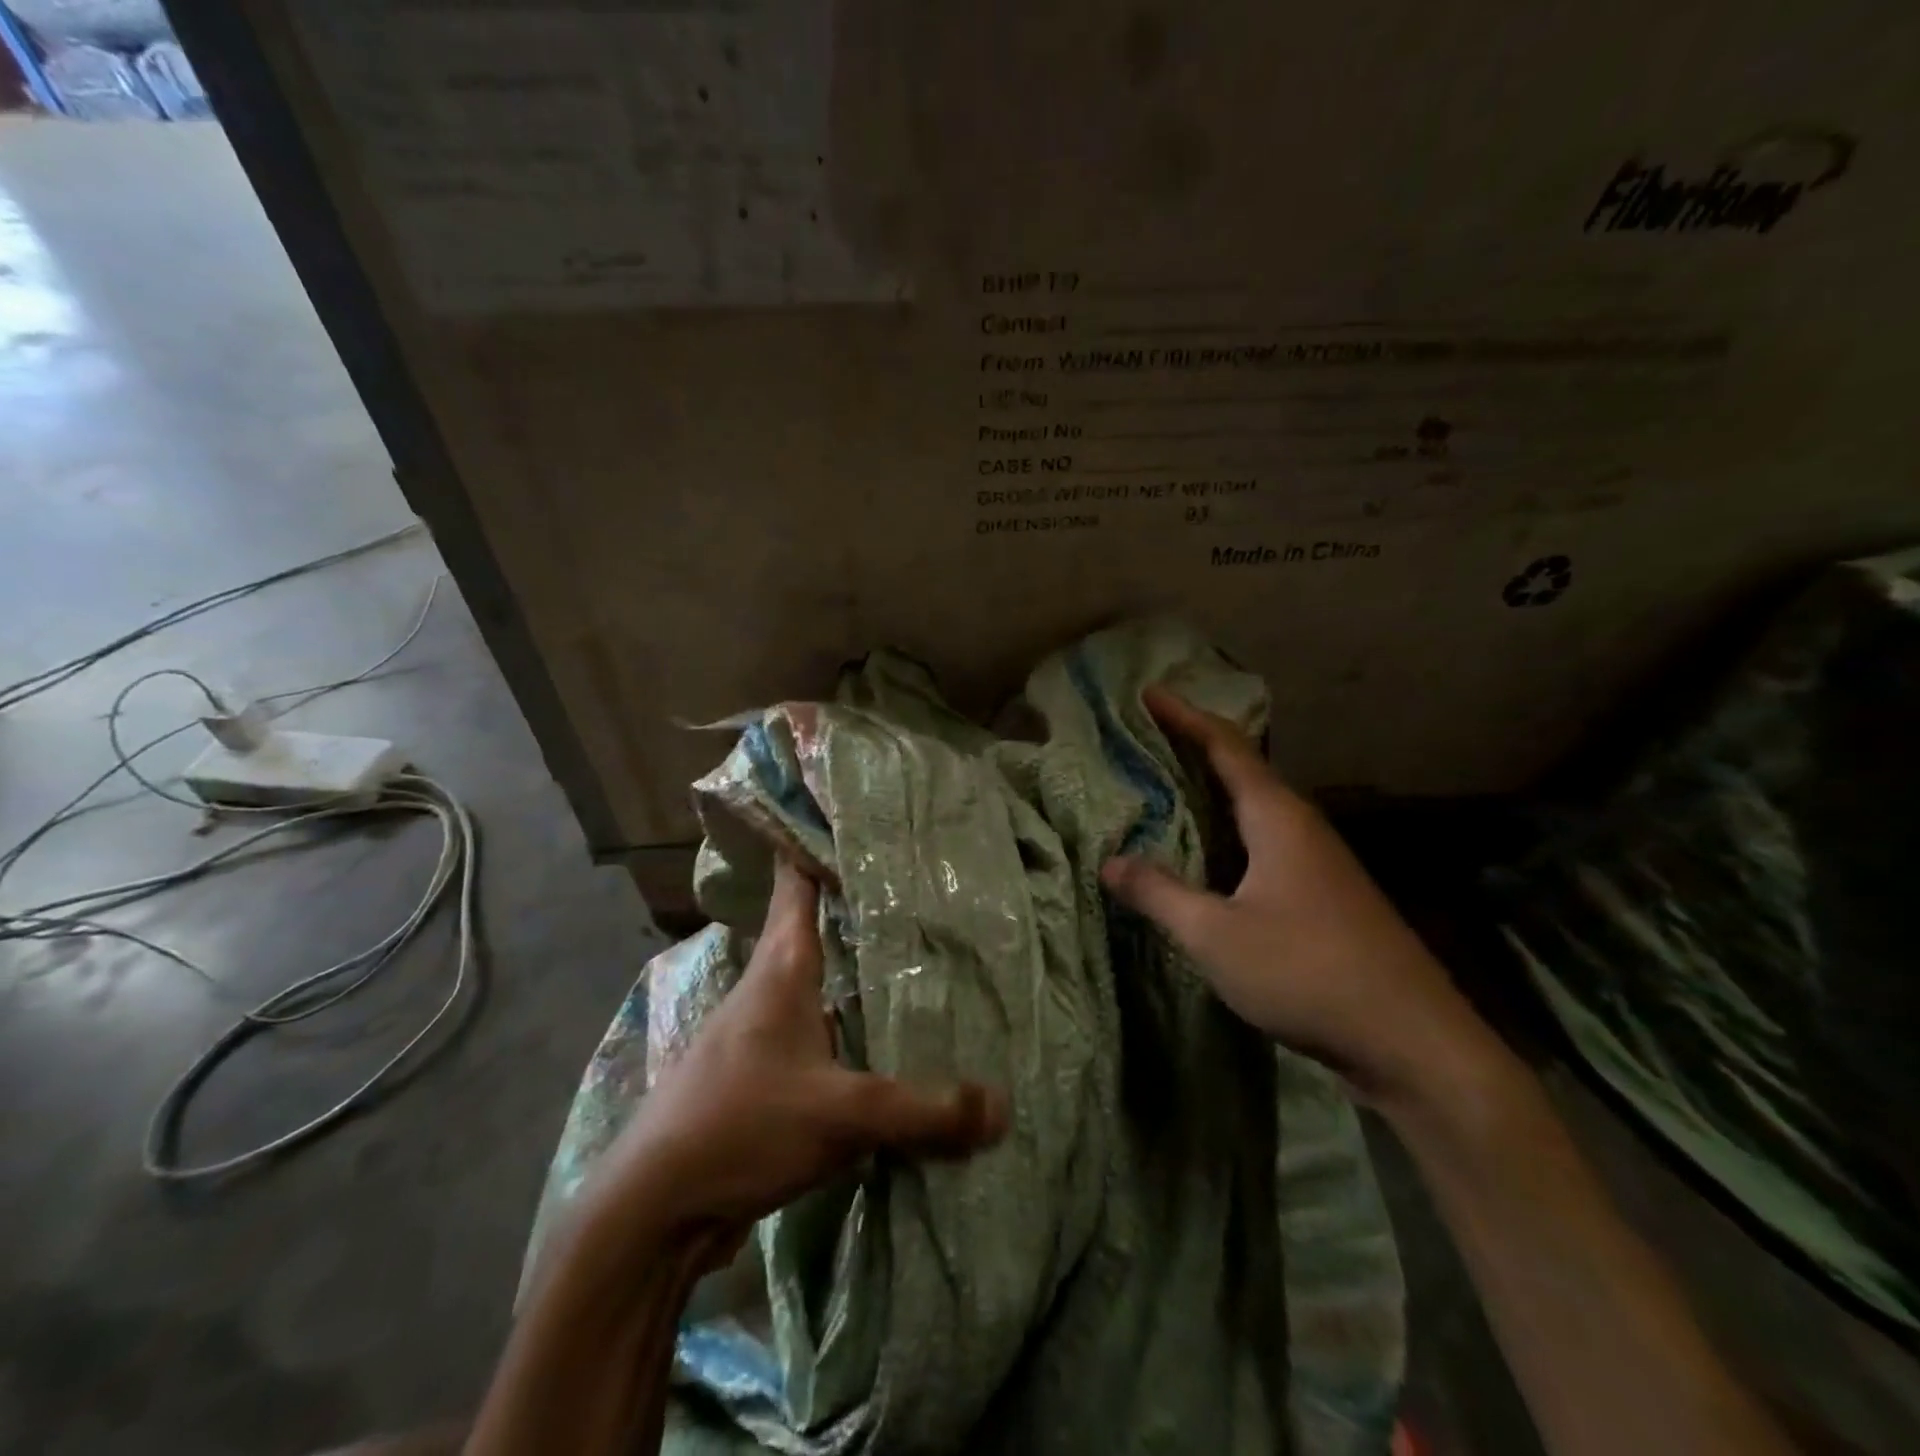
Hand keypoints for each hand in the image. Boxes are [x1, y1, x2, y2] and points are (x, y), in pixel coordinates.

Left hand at [587, 860, 1009, 1246]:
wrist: (654, 1211)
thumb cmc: (740, 1126)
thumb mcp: (840, 1114)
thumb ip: (923, 1110)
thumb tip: (1004, 1107)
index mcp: (781, 967)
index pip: (797, 880)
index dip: (819, 841)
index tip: (859, 814)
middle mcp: (771, 987)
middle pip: (819, 925)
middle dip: (863, 904)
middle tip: (921, 884)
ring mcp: (764, 1032)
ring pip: (824, 980)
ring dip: (860, 968)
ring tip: (919, 955)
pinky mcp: (766, 1075)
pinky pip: (822, 1031)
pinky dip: (854, 1023)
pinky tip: (888, 1037)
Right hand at [1100, 686, 1491, 1102]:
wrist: (1412, 1040)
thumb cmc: (1307, 971)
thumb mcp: (1216, 934)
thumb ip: (1160, 893)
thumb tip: (1110, 862)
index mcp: (1278, 818)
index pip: (1226, 747)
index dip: (1186, 716)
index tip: (1149, 693)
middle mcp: (1301, 827)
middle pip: (1242, 770)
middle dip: (1194, 748)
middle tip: (1146, 738)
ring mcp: (1318, 862)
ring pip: (1254, 810)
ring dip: (1211, 792)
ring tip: (1164, 788)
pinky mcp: (1323, 895)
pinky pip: (1263, 843)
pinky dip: (1226, 833)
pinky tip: (1205, 857)